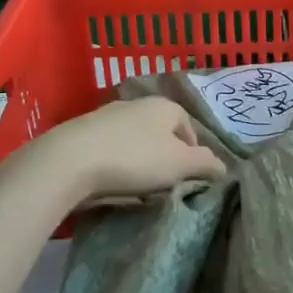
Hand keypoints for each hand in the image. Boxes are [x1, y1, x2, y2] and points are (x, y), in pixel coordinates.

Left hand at [31, 97, 225, 203]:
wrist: (69, 161)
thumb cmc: (135, 158)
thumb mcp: (181, 164)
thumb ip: (207, 164)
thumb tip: (223, 167)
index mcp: (164, 106)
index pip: (189, 128)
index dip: (194, 154)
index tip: (188, 179)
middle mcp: (136, 104)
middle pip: (161, 134)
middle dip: (166, 158)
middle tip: (164, 185)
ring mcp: (107, 117)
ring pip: (135, 142)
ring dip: (140, 163)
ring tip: (137, 188)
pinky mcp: (83, 133)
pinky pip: (110, 150)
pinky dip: (116, 164)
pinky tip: (111, 183)